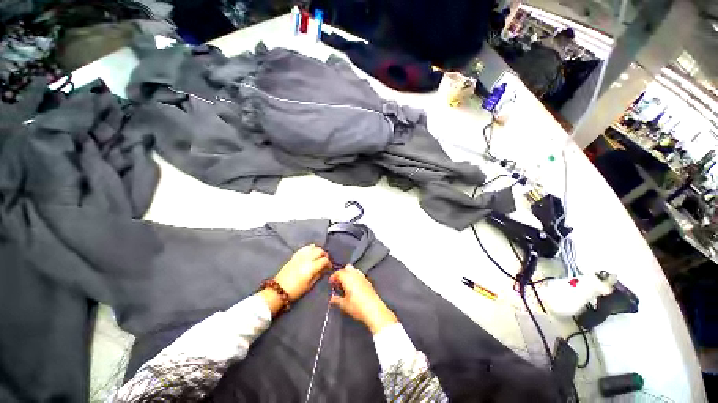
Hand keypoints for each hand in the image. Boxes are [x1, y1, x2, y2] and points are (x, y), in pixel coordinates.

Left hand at [274, 244, 331, 300]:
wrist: (278, 290)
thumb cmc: (296, 290)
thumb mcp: (310, 285)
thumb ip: (319, 275)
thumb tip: (324, 269)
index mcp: (311, 267)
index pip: (324, 260)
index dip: (328, 262)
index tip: (329, 267)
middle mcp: (307, 259)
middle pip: (320, 251)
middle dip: (324, 255)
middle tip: (325, 260)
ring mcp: (300, 256)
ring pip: (313, 247)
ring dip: (318, 250)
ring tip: (318, 256)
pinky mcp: (294, 255)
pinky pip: (305, 248)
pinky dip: (310, 248)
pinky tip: (311, 252)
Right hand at [329, 266, 397, 333]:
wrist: (374, 310)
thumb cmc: (357, 306)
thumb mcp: (344, 304)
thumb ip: (337, 300)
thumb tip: (332, 299)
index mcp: (347, 278)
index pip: (338, 272)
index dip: (333, 277)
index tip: (331, 283)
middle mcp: (355, 274)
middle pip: (347, 268)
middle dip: (341, 273)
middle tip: (338, 282)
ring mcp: (362, 277)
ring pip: (354, 270)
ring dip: (349, 274)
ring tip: (345, 284)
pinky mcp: (368, 281)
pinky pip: (359, 275)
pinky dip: (355, 277)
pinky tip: (354, 286)